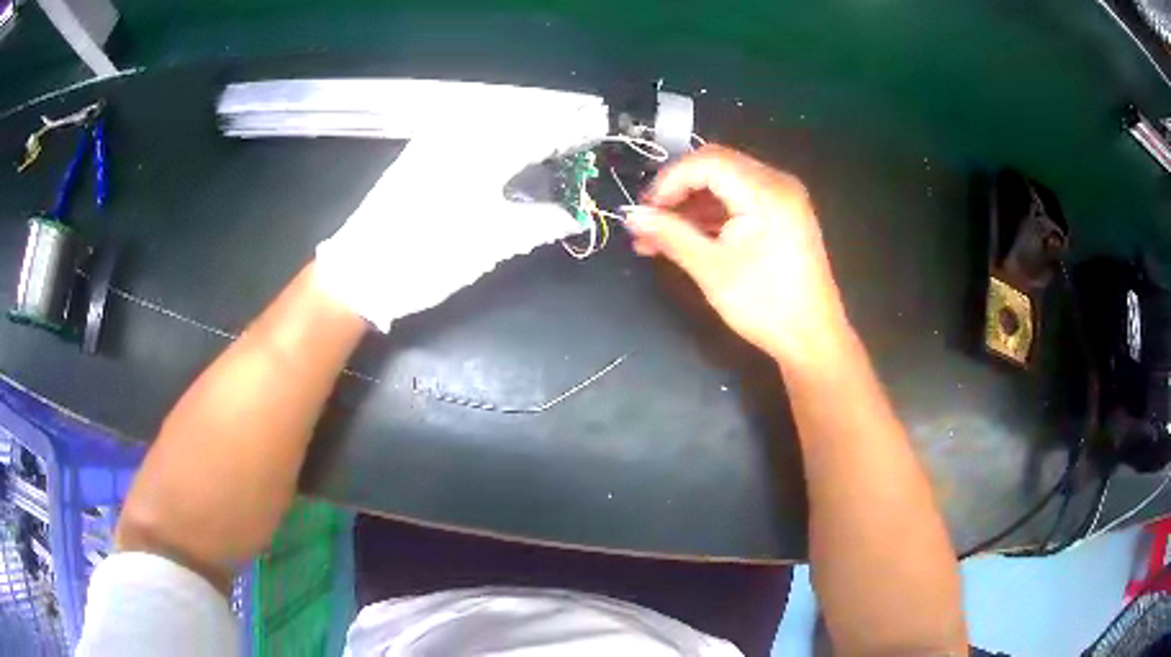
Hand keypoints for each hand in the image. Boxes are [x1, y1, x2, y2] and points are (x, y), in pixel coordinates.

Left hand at [315, 127, 589, 330]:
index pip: (539, 130)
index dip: (571, 131)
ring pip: (490, 121)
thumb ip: (540, 223)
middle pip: (516, 118)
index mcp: (482, 153)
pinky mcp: (417, 155)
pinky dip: (491, 135)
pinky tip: (499, 150)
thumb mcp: (491, 245)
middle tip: (573, 142)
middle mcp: (458, 136)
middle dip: (549, 126)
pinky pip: (465, 131)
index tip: (595, 134)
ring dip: (521, 128)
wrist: (360, 272)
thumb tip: (577, 216)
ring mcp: (433, 142)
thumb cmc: (428, 258)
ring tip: (544, 146)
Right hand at [627, 145, 849, 364]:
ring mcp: (783, 198)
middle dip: (677, 188)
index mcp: (766, 191)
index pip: (706, 162)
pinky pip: (740, 199)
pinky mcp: (783, 215)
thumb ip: (670, 235)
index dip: (669, 181)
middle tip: (649, 218)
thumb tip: (632, 217)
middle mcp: (778, 183)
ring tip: (659, 235)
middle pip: (716, 165)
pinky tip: (687, 236)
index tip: (644, 211)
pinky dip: (712, 213)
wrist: (813, 339)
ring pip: (726, 182)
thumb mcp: (711, 269)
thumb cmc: (765, 306)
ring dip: (692, 202)